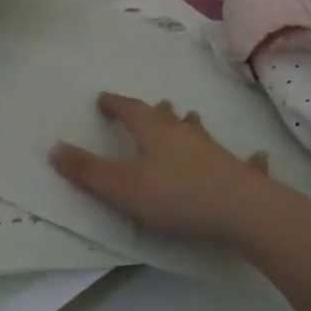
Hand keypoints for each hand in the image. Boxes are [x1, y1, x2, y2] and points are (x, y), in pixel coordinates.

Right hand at [49, 93, 285, 247]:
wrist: (243, 212)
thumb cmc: (177, 197)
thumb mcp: (123, 188)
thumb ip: (88, 171)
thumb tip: (53, 147)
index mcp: (154, 134)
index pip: (131, 111)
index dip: (116, 104)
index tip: (104, 98)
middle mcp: (185, 135)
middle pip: (167, 117)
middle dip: (155, 112)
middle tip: (151, 107)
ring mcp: (215, 152)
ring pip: (199, 132)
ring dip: (189, 125)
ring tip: (188, 120)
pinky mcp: (239, 173)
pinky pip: (241, 161)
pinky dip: (245, 158)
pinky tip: (257, 157)